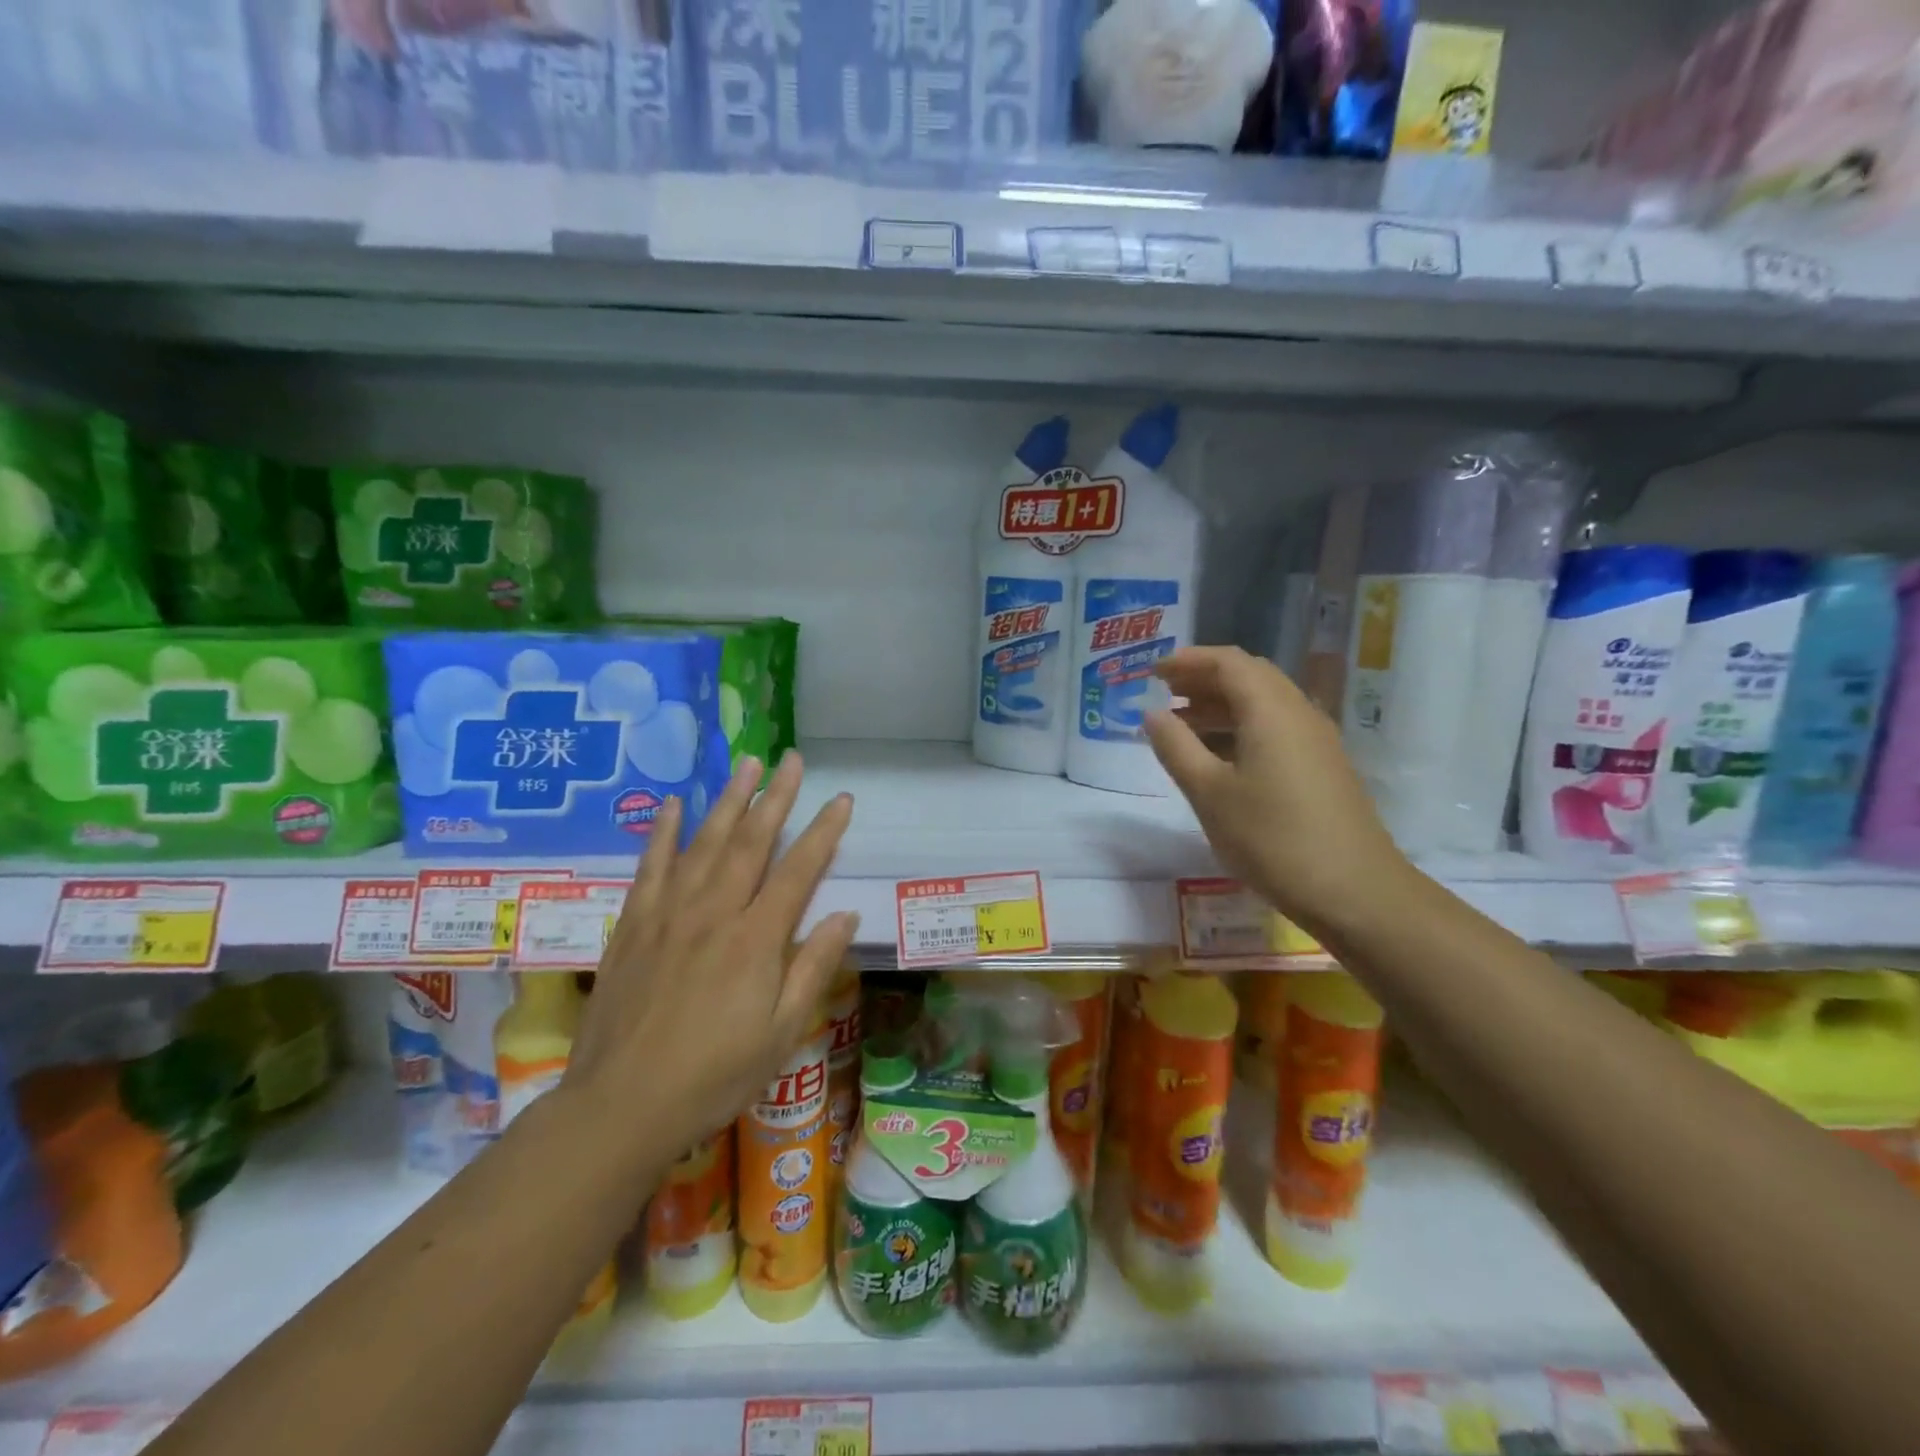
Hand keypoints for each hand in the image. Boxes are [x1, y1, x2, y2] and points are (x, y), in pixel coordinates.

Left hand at [563, 752, 857, 1162]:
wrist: (621, 1106)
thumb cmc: (714, 1076)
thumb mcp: (782, 1034)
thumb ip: (813, 968)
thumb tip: (845, 915)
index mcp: (755, 940)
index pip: (798, 871)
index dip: (823, 832)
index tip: (841, 800)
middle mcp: (714, 913)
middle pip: (751, 842)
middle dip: (776, 797)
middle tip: (792, 760)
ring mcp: (669, 914)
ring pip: (705, 843)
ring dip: (728, 800)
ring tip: (745, 765)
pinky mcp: (633, 925)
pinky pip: (650, 866)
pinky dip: (662, 832)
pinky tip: (673, 804)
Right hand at [1144, 647, 1409, 934]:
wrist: (1354, 891)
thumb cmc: (1272, 838)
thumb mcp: (1209, 793)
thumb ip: (1176, 747)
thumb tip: (1152, 714)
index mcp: (1271, 710)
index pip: (1228, 662)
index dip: (1188, 660)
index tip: (1152, 673)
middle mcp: (1299, 713)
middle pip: (1249, 676)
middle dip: (1204, 679)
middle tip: (1165, 693)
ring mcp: (1316, 740)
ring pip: (1264, 703)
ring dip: (1222, 704)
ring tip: (1182, 724)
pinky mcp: (1323, 766)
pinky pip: (1277, 727)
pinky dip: (1242, 727)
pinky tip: (1219, 756)